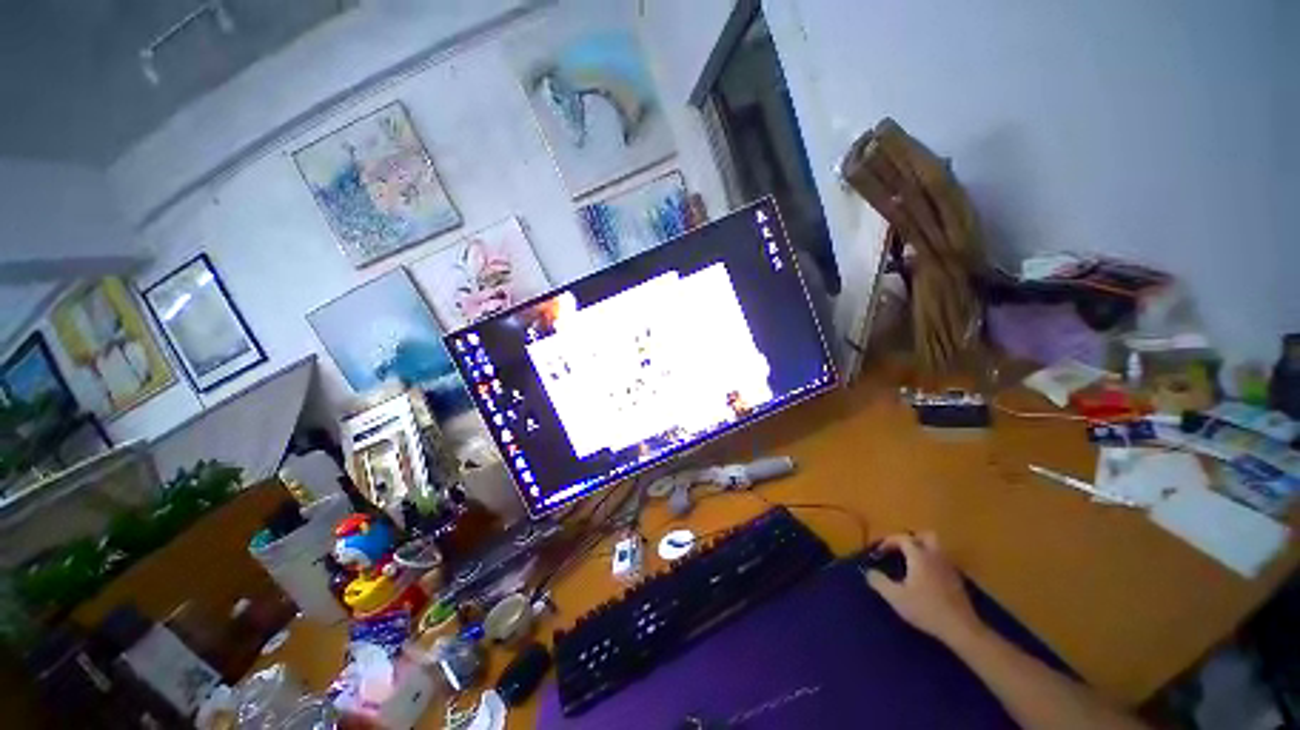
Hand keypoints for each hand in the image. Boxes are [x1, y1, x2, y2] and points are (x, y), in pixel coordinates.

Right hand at [865, 532, 985, 646]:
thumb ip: (879, 582)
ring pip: (936, 548)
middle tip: (900, 550)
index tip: (878, 551)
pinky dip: (931, 562)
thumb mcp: (896, 598)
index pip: (902, 538)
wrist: (961, 628)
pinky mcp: (957, 579)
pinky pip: (942, 561)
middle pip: (925, 536)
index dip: (888, 542)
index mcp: (919, 556)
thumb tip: (868, 572)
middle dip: (911, 539)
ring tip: (911, 562)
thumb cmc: (926, 609)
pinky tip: (925, 577)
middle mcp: (935, 556)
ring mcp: (949, 567)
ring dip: (923, 550)